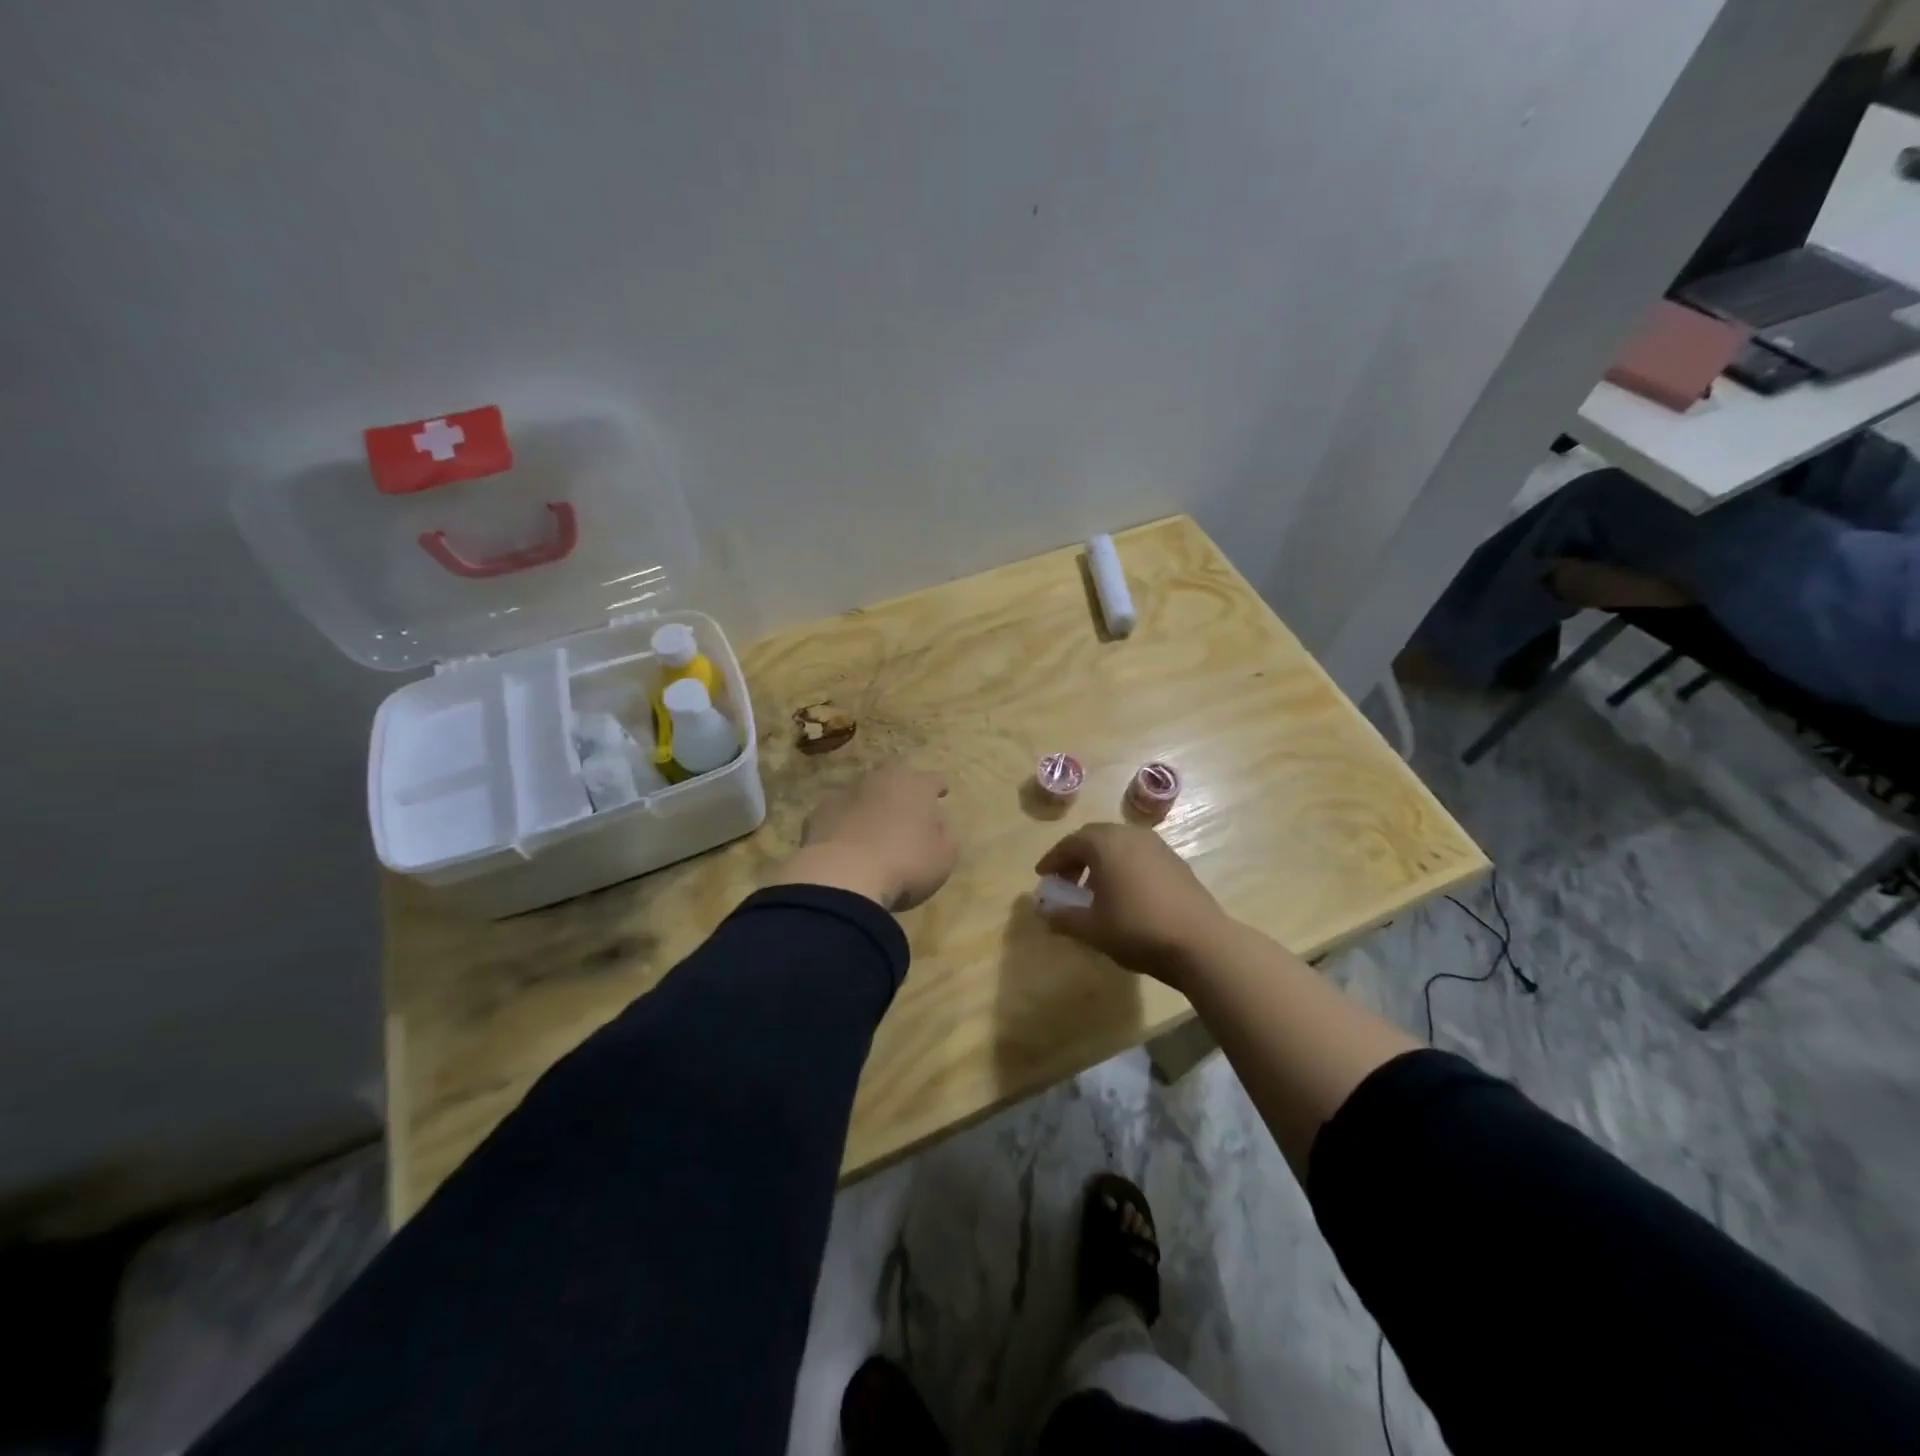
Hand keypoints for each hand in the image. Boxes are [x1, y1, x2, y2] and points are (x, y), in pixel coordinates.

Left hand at [769, 763, 955, 909]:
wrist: (842, 876)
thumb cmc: (905, 865)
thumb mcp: (943, 856)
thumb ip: (944, 833)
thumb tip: (936, 821)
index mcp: (915, 786)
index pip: (933, 778)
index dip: (939, 786)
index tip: (942, 792)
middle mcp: (880, 780)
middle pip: (894, 773)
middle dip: (901, 785)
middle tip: (906, 803)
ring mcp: (845, 794)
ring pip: (862, 791)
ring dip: (870, 803)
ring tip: (873, 824)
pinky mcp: (818, 813)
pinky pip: (837, 813)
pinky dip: (843, 822)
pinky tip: (844, 841)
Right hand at [1034, 823, 1228, 986]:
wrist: (1199, 942)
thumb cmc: (1136, 929)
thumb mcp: (1092, 928)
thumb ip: (1063, 917)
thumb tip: (1045, 913)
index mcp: (1104, 843)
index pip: (1069, 843)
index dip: (1053, 860)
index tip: (1043, 877)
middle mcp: (1129, 834)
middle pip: (1095, 838)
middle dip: (1076, 857)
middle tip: (1066, 880)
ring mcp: (1156, 845)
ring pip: (1119, 844)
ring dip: (1101, 861)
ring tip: (1095, 888)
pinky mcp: (1176, 861)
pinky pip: (1139, 855)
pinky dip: (1124, 866)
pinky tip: (1125, 893)